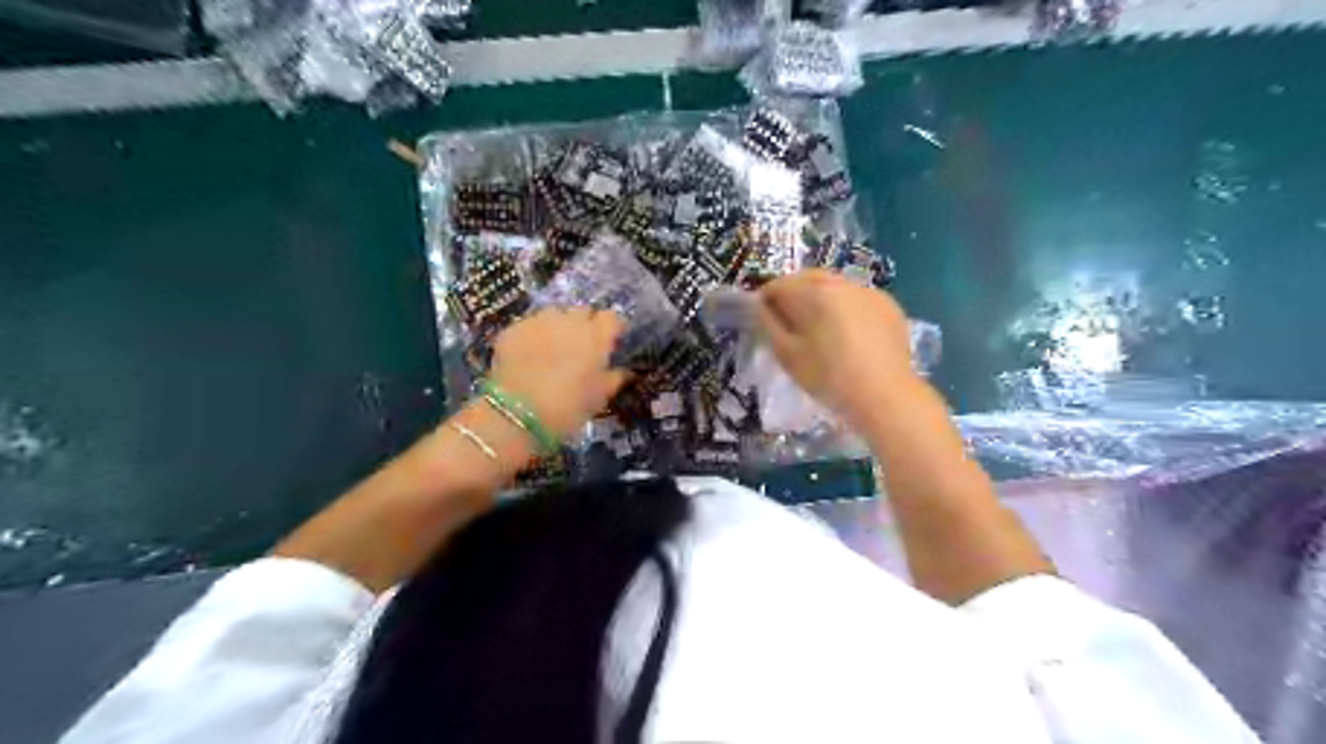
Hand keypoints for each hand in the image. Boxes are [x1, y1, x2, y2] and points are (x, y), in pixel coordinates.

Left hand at [489, 308, 627, 441]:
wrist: (519, 413)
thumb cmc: (569, 407)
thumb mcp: (599, 398)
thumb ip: (614, 379)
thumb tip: (624, 371)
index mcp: (596, 336)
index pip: (612, 318)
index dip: (613, 328)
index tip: (612, 340)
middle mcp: (570, 321)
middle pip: (583, 311)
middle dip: (585, 324)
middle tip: (582, 346)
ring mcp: (539, 321)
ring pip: (554, 314)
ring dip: (558, 326)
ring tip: (554, 348)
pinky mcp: (514, 329)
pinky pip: (529, 325)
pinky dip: (533, 336)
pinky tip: (529, 355)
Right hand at [750, 269, 919, 427]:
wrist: (886, 397)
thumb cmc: (829, 378)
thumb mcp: (788, 356)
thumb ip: (768, 325)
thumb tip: (759, 307)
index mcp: (814, 291)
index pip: (779, 285)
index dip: (766, 301)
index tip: (764, 321)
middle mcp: (842, 282)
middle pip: (808, 280)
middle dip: (794, 296)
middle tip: (789, 325)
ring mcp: (869, 292)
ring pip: (835, 287)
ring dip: (821, 301)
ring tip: (820, 330)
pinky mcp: (889, 306)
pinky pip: (857, 300)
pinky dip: (847, 309)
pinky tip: (848, 336)